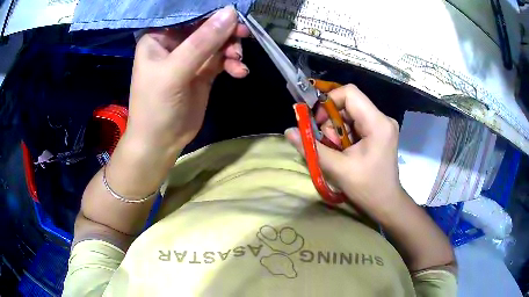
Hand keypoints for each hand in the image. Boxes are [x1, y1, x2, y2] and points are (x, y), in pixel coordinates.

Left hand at [125, 6, 248, 155]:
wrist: (161, 142)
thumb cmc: (156, 106)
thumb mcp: (175, 71)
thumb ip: (202, 42)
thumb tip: (230, 13)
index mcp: (159, 37)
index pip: (188, 15)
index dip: (212, 13)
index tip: (235, 15)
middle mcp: (175, 43)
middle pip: (207, 27)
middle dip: (226, 33)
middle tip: (243, 36)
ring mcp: (191, 57)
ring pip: (218, 42)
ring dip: (232, 49)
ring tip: (237, 62)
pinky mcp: (203, 72)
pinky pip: (223, 59)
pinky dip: (233, 64)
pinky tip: (239, 72)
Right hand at [285, 84, 404, 217]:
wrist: (386, 202)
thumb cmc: (367, 188)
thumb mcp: (337, 168)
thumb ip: (312, 148)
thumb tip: (288, 131)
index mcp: (377, 123)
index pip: (349, 93)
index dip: (328, 101)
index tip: (317, 121)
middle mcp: (383, 118)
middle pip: (349, 103)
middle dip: (331, 120)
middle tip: (327, 142)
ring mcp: (382, 124)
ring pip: (350, 113)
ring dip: (336, 129)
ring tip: (337, 150)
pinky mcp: (380, 131)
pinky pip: (356, 122)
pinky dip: (344, 133)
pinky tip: (344, 150)